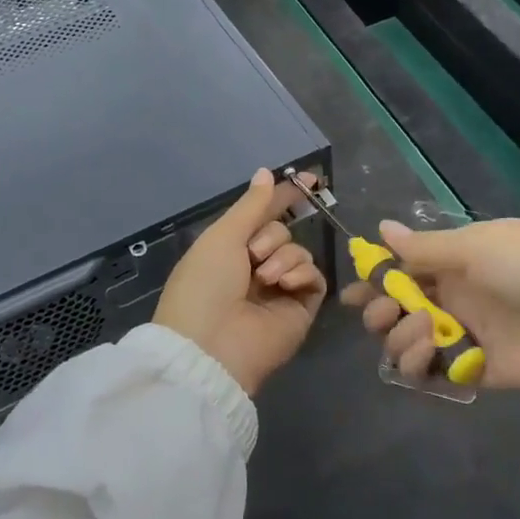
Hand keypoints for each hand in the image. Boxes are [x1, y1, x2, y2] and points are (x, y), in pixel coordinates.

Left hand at [156, 169, 328, 395]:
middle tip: (253, 255)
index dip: (283, 197)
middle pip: (282, 232)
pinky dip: (302, 274)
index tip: (311, 179)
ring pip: (299, 252)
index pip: (263, 216)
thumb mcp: (222, 236)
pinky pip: (314, 277)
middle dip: (271, 237)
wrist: (211, 346)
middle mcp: (255, 268)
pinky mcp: (300, 309)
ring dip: (283, 257)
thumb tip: (267, 172)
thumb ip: (252, 205)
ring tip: (265, 278)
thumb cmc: (205, 284)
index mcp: (229, 250)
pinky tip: (285, 284)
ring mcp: (279, 290)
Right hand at [343, 218, 519, 395]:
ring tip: (419, 332)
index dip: (377, 277)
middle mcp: (457, 296)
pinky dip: (419, 367)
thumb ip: (425, 248)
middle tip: (379, 312)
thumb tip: (381, 229)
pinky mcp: (479, 372)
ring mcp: (467, 335)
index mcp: (458, 259)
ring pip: (411, 340)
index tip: (352, 289)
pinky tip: (424, 357)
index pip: (407, 267)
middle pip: (401, 306)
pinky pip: (436, 372)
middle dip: (380, 309)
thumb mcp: (478, 247)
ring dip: (400, 336)